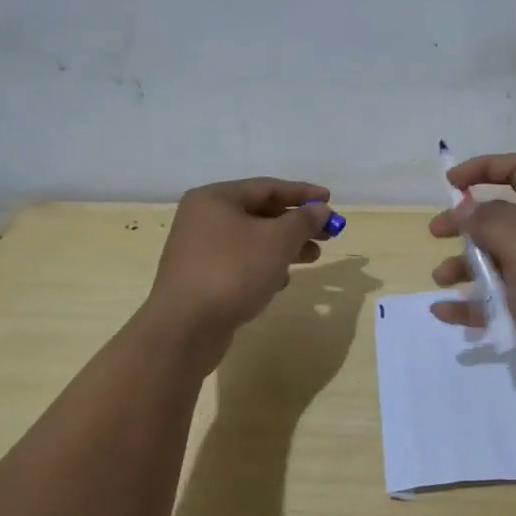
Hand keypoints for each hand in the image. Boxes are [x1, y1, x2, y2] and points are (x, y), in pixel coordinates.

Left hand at [146, 178, 341, 349]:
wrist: (184, 328)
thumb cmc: (233, 271)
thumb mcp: (277, 241)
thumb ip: (303, 220)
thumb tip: (320, 209)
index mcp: (216, 198)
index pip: (267, 187)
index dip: (303, 193)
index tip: (330, 201)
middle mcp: (203, 218)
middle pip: (260, 213)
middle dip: (296, 223)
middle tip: (327, 233)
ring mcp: (199, 249)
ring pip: (252, 240)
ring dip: (285, 246)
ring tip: (313, 257)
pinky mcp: (201, 278)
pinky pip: (240, 262)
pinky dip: (264, 266)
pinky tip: (281, 281)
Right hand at [429, 153, 515, 392]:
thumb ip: (488, 222)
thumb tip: (465, 208)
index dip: (484, 168)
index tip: (451, 184)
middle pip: (498, 217)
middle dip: (464, 223)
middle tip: (435, 233)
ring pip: (493, 259)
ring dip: (463, 265)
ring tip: (440, 278)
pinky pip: (493, 297)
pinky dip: (469, 302)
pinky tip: (443, 311)